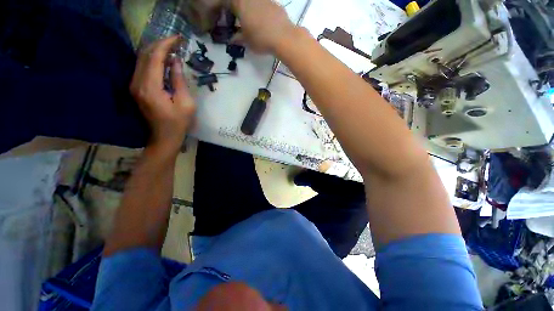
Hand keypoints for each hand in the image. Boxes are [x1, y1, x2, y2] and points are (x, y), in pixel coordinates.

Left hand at [130, 36, 195, 153]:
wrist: (164, 137)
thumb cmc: (179, 123)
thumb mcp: (186, 103)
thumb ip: (179, 81)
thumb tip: (176, 62)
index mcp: (151, 87)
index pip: (155, 58)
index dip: (166, 45)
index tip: (178, 38)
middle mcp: (138, 83)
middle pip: (145, 55)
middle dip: (160, 45)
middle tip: (176, 42)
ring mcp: (135, 85)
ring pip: (142, 60)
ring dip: (156, 51)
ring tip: (171, 49)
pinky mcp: (137, 88)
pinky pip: (142, 68)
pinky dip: (153, 60)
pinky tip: (164, 61)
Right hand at [229, 0, 295, 52]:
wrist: (283, 37)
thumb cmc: (260, 39)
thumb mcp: (246, 42)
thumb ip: (237, 38)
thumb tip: (232, 39)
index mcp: (239, 3)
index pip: (225, 2)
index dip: (224, 10)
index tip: (226, 20)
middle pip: (240, 1)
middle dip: (237, 9)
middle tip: (239, 21)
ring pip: (252, 2)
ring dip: (250, 10)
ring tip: (252, 23)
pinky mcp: (275, 3)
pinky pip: (264, 5)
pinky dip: (261, 12)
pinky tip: (265, 23)